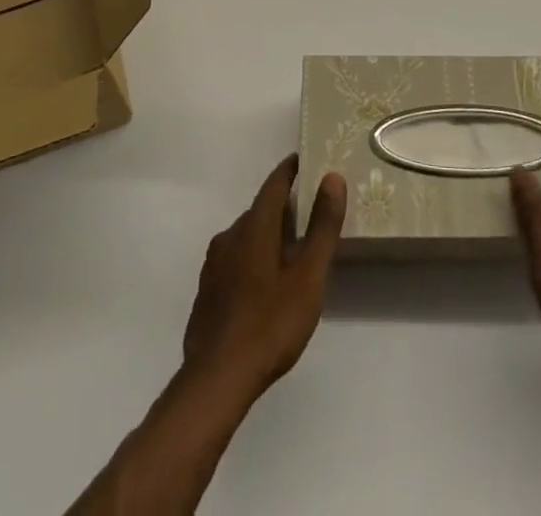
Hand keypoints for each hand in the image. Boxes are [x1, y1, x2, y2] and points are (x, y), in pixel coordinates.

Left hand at [182, 155, 347, 399]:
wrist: (217, 379)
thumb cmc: (270, 324)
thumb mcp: (308, 277)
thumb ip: (321, 227)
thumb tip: (332, 178)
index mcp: (254, 226)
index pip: (274, 183)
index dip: (290, 170)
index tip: (306, 161)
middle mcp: (230, 235)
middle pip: (261, 210)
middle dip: (284, 207)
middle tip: (310, 213)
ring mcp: (214, 264)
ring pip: (247, 236)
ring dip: (268, 235)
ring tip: (293, 250)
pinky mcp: (208, 290)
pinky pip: (235, 260)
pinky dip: (254, 258)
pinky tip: (266, 283)